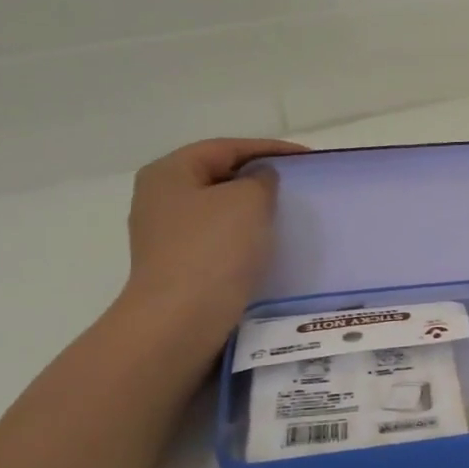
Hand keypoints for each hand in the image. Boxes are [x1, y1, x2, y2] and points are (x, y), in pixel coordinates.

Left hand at [117, 138, 309, 350]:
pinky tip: (267, 246)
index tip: (308, 158)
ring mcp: (166, 235)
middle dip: (259, 178)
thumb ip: (261, 180)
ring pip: (219, 210)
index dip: (270, 149)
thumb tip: (260, 180)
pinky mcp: (179, 266)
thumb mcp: (248, 200)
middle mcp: (160, 198)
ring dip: (252, 210)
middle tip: (297, 184)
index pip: (226, 148)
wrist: (182, 319)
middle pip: (219, 176)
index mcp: (169, 172)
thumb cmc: (213, 250)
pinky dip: (244, 237)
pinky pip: (219, 240)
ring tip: (288, 215)